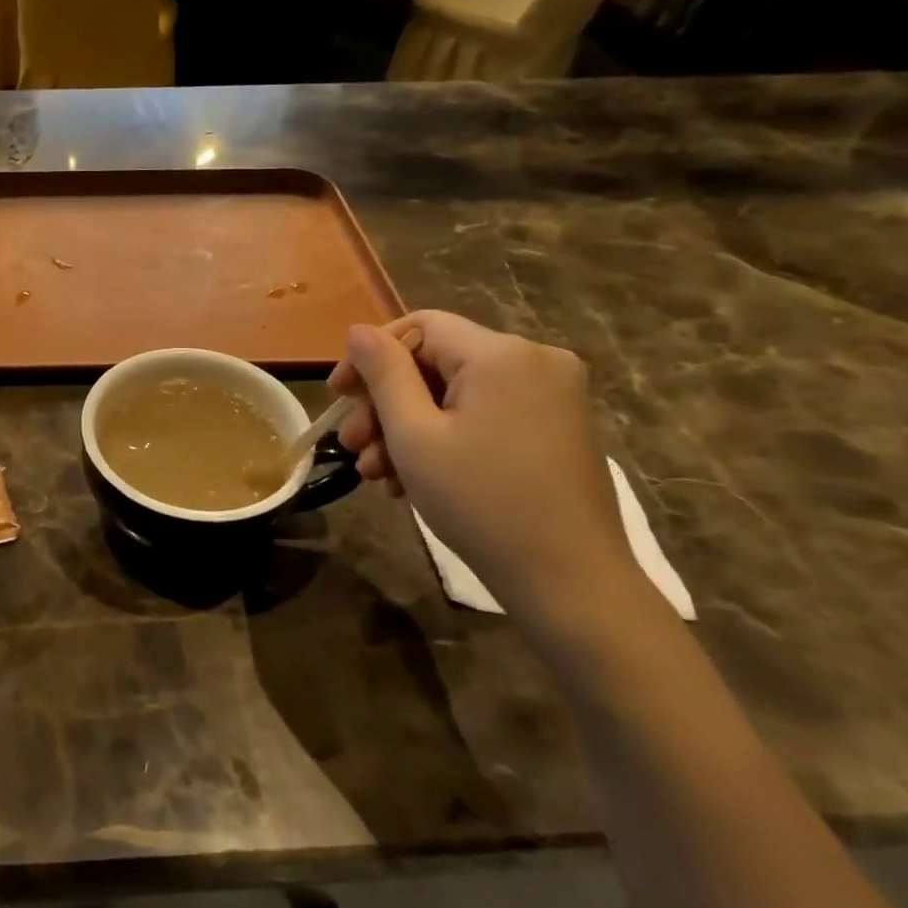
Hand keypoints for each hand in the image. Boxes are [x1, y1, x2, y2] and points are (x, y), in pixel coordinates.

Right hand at [330, 311, 642, 636]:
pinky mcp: (557, 427)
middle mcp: (535, 360)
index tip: (338, 397)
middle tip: (352, 447)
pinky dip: (445, 437)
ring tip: (376, 473)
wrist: (569, 580)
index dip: (370, 356)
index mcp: (501, 354)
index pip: (419, 327)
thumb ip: (383, 374)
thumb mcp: (414, 435)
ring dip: (408, 427)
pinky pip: (485, 414)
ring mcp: (553, 395)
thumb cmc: (481, 502)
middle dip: (385, 403)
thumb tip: (359, 330)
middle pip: (436, 362)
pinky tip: (414, 477)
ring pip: (457, 394)